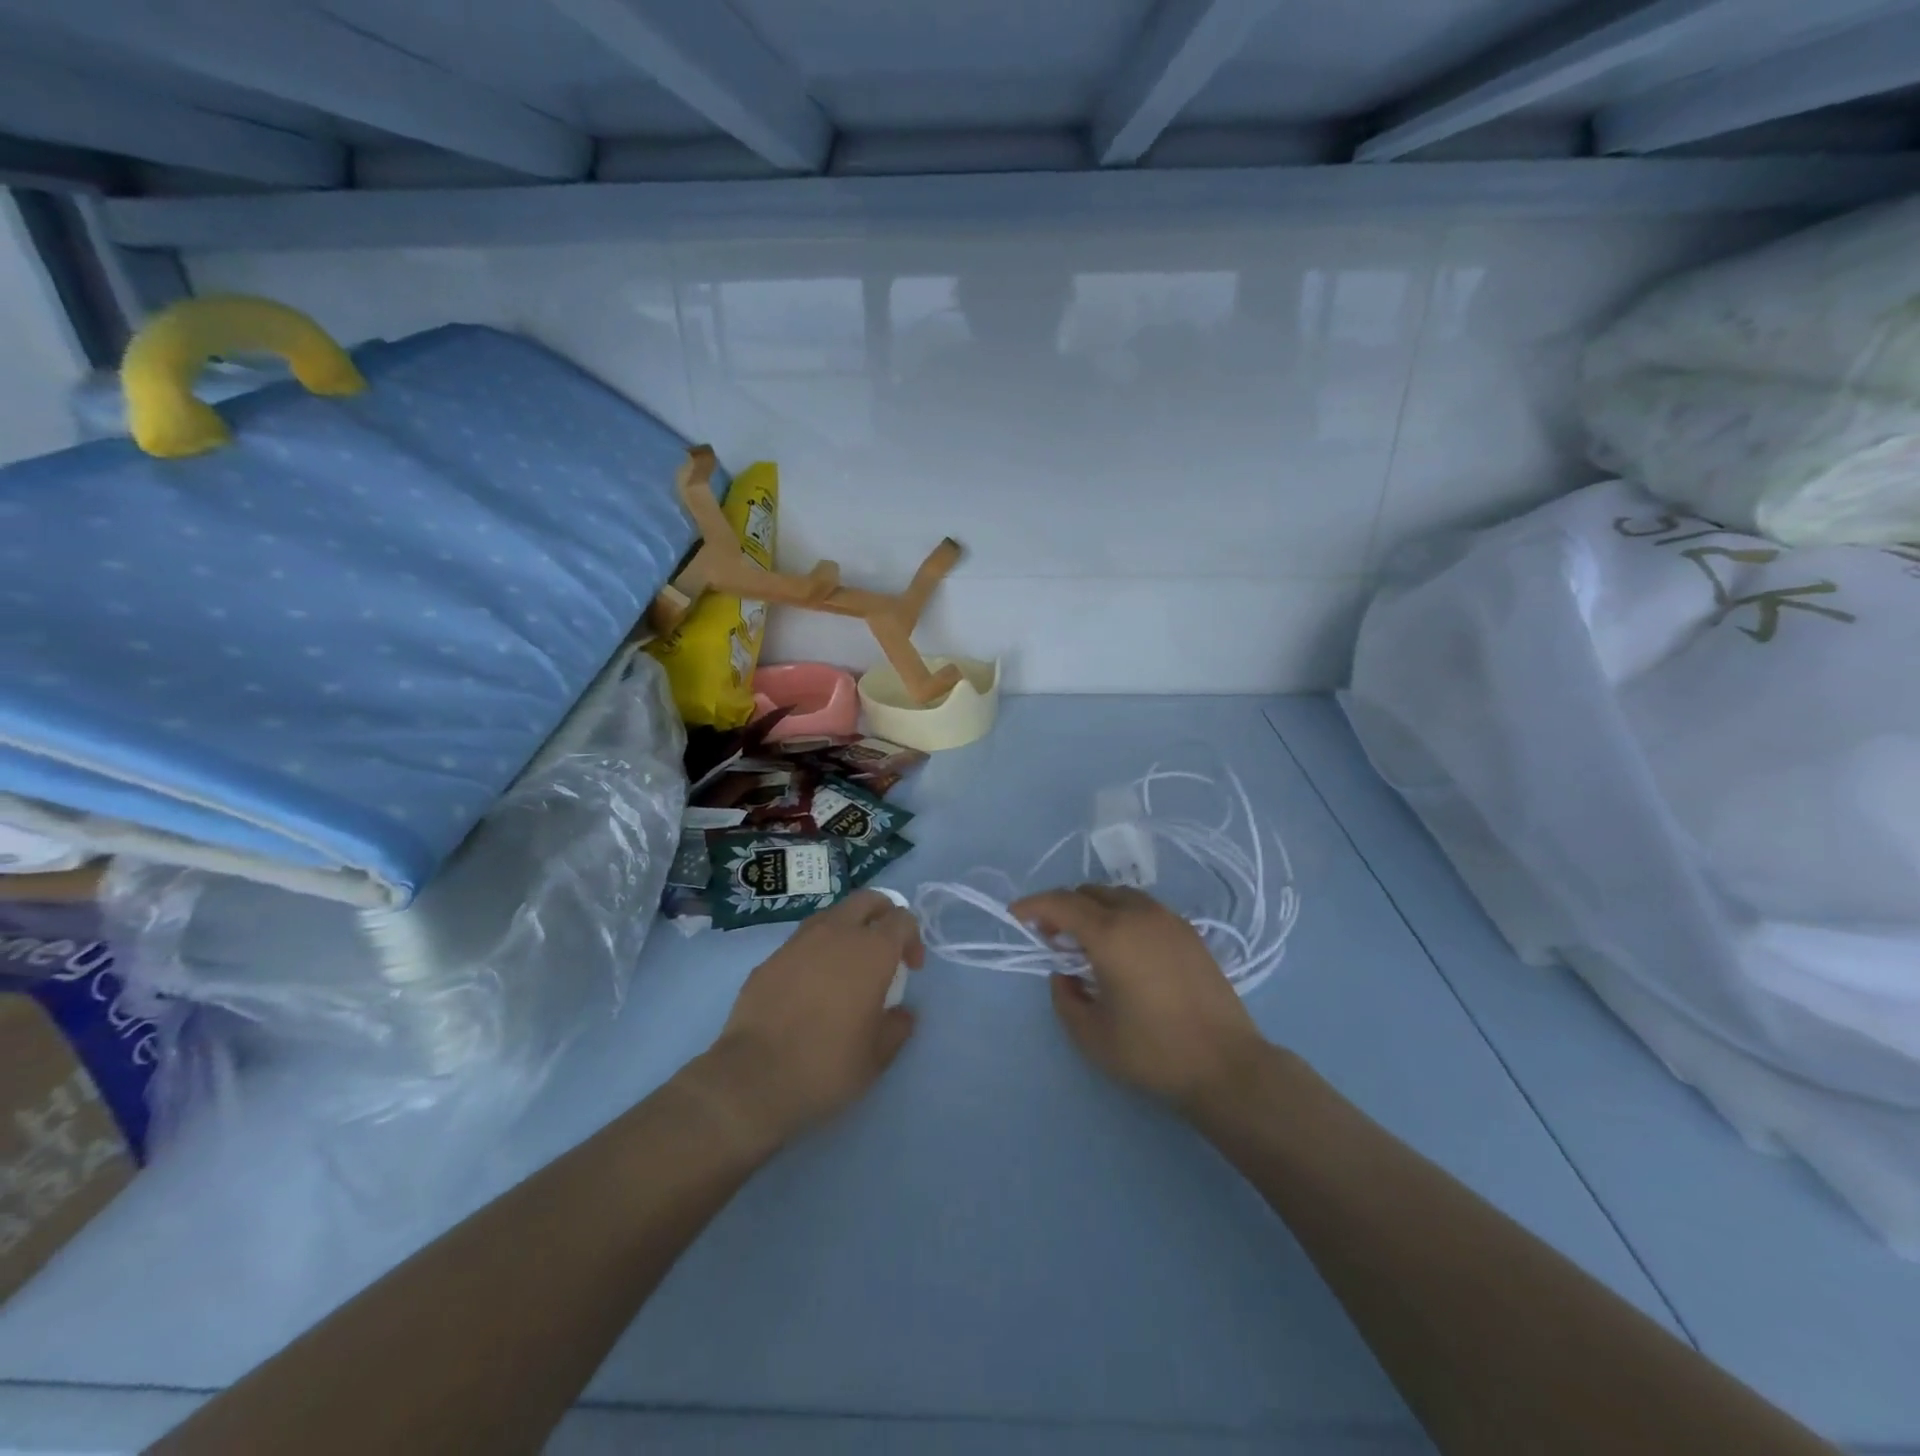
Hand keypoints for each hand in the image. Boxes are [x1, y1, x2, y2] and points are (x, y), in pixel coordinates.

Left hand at [693, 891, 923, 1151]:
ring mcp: (799, 941)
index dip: (912, 938)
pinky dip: (816, 951)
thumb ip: (896, 1027)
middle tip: (886, 947)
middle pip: (867, 900)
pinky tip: (812, 985)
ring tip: (847, 965)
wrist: (754, 1077)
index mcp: (871, 951)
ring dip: (848, 928)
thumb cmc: (827, 1065)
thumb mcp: (876, 1057)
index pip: (902, 919)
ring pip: (832, 914)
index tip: (910, 969)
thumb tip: (901, 1014)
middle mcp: (837, 933)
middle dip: (883, 914)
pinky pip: (803, 940)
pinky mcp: (770, 957)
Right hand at [1010, 885, 1270, 1116]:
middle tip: (1051, 936)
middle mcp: (1139, 915)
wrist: (1226, 1065)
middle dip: (1063, 907)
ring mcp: (1169, 920)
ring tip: (1087, 941)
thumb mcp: (1091, 1035)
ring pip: (1119, 896)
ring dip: (1094, 909)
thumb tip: (1064, 974)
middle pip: (1089, 893)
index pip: (1061, 903)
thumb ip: (1064, 998)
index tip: (1015, 915)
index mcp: (1110, 934)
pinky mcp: (1189, 933)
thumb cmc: (1152, 1052)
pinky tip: (1124, 948)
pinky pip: (1144, 909)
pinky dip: (1122, 916)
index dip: (1033, 905)